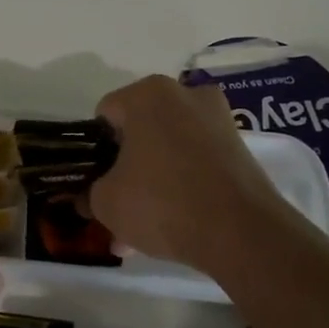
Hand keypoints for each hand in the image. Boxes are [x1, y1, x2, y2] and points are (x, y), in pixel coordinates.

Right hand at [88, 74, 294, 273]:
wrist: (241, 234)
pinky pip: (195, 163)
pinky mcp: (239, 148)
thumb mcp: (106, 203)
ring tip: (139, 230)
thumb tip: (87, 198)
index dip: (93, 150)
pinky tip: (170, 225)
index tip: (93, 180)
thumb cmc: (162, 202)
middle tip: (115, 206)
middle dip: (124, 169)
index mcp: (147, 94)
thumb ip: (89, 194)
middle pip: (139, 132)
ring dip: (151, 182)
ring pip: (168, 150)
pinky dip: (182, 186)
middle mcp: (184, 95)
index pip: (105, 115)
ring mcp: (217, 119)